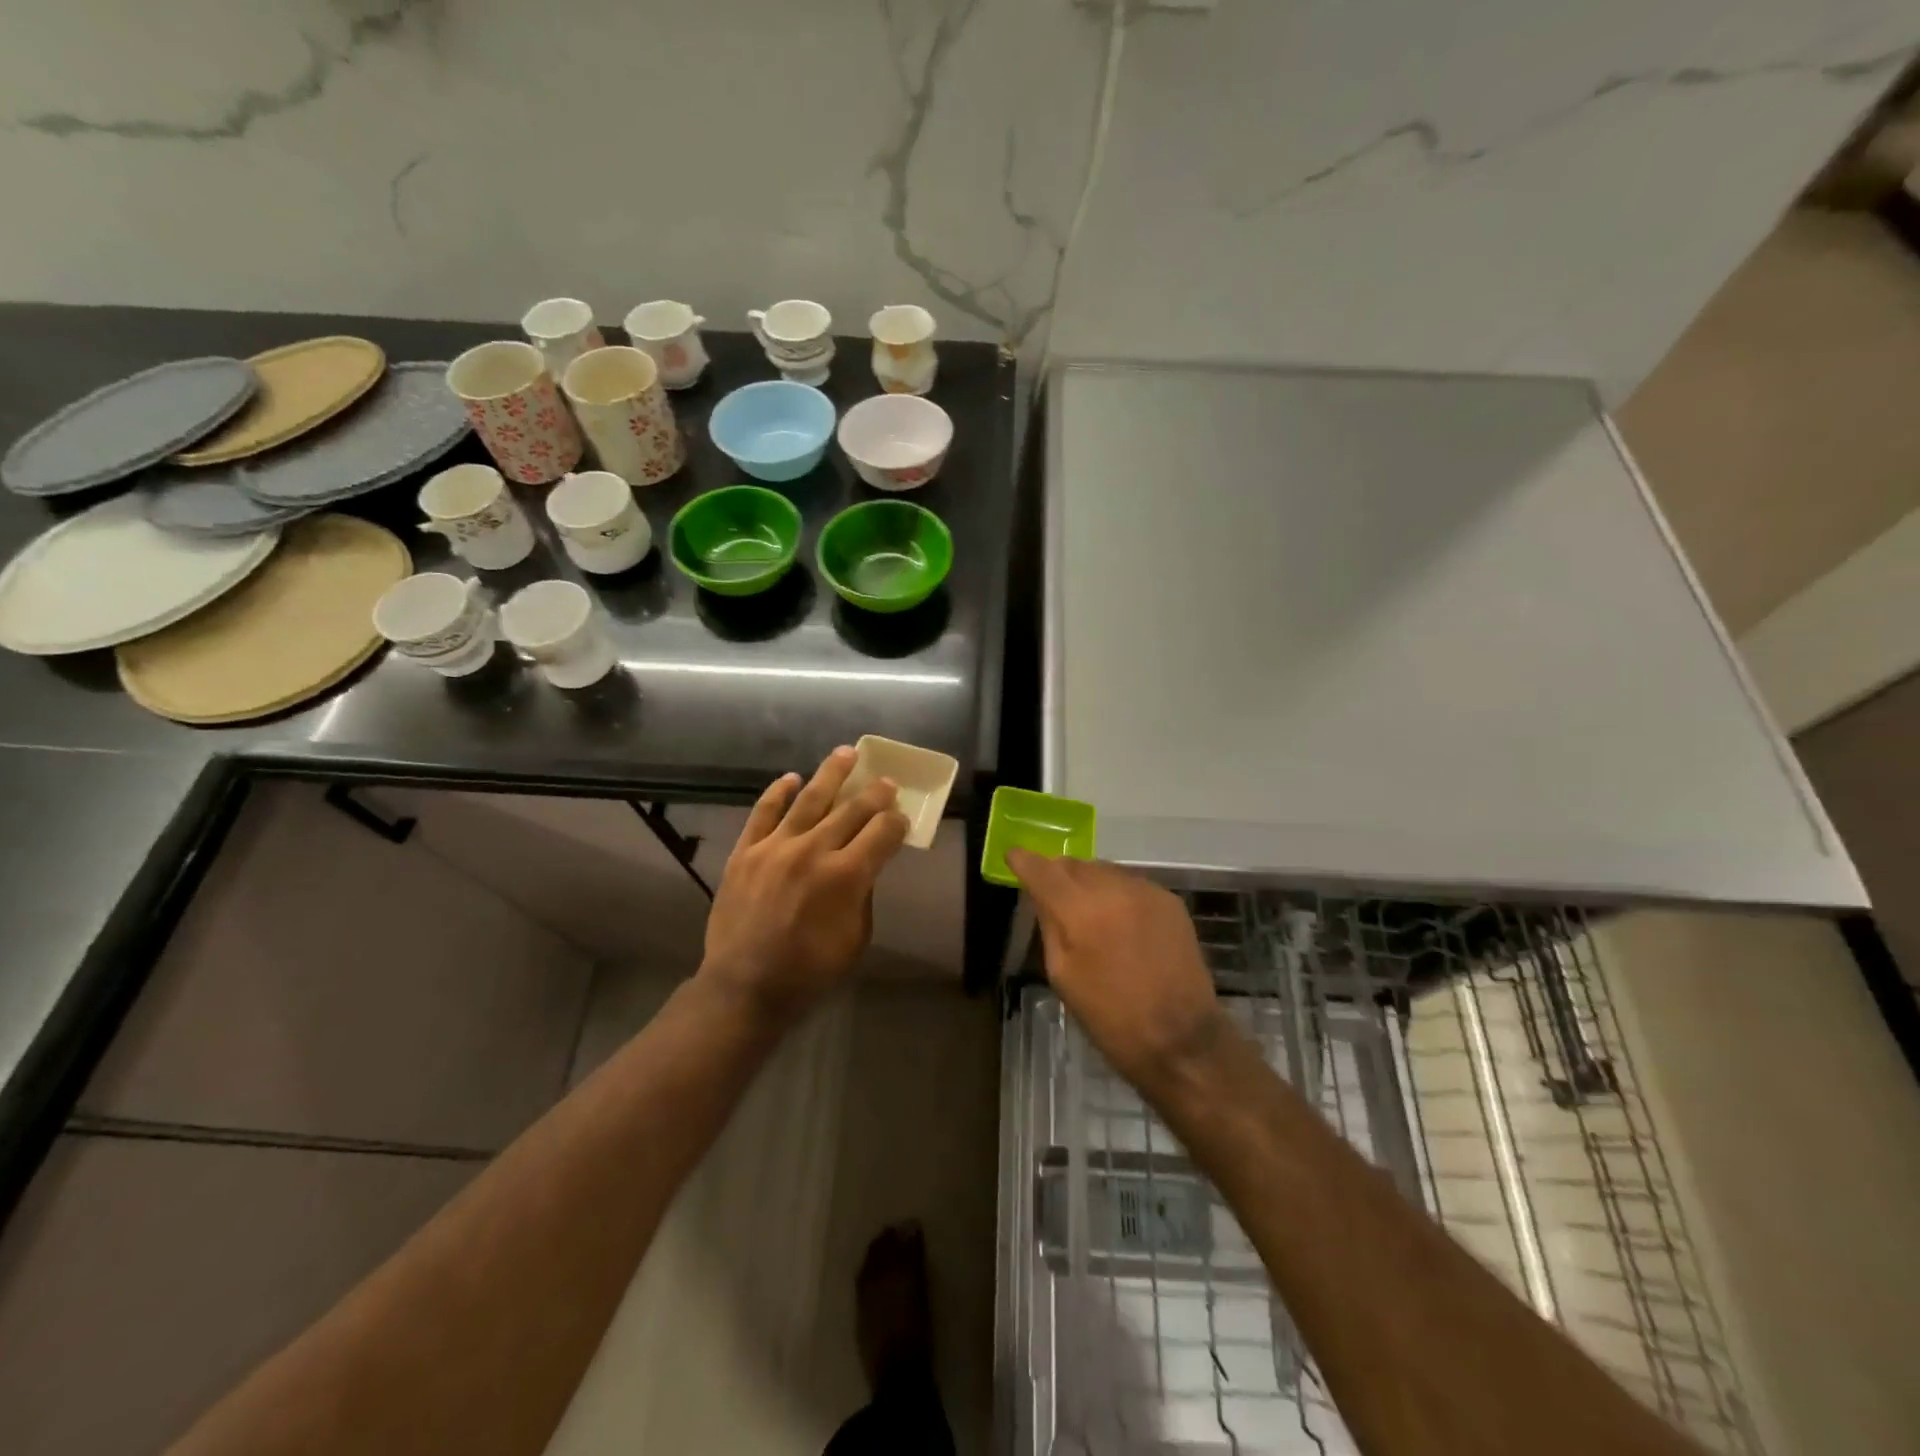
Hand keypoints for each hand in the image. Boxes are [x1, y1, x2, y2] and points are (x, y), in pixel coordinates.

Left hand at [700, 747, 909, 1026]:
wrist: (744, 987)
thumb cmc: (809, 972)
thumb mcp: (856, 939)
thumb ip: (863, 894)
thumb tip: (865, 864)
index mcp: (847, 876)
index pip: (883, 832)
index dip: (897, 822)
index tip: (902, 818)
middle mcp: (814, 851)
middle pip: (852, 809)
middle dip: (875, 793)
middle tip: (886, 781)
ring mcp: (775, 848)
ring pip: (810, 798)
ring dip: (831, 773)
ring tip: (846, 753)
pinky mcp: (745, 852)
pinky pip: (763, 812)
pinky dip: (778, 792)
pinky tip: (791, 778)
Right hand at [1007, 849, 1223, 1092]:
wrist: (1181, 1039)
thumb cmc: (1111, 1017)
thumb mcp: (1063, 976)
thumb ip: (1050, 926)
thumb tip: (1042, 896)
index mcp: (1080, 911)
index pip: (1042, 869)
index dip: (1024, 861)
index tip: (1014, 857)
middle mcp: (1113, 888)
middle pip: (1074, 863)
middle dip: (1058, 874)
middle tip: (1052, 895)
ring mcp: (1145, 890)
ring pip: (1104, 870)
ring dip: (1089, 882)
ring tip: (1088, 911)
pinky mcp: (1169, 900)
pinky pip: (1131, 884)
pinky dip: (1117, 894)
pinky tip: (1120, 922)